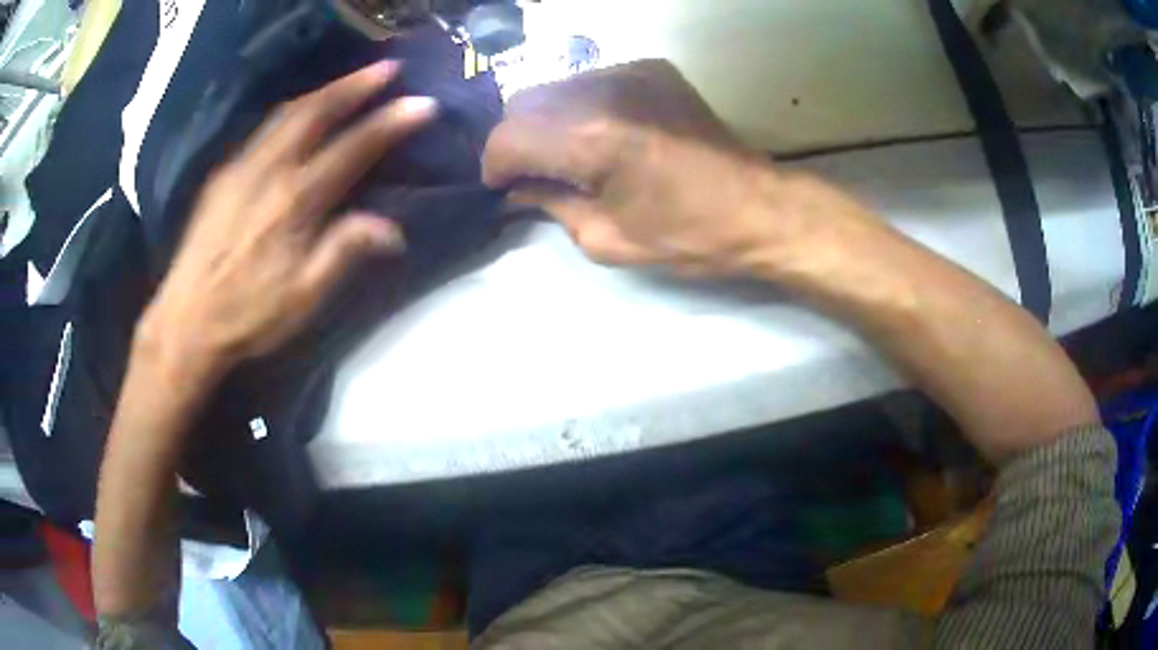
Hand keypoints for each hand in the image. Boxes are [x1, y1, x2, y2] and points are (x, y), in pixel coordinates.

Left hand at [138, 61, 436, 373]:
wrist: (186, 322)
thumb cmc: (248, 315)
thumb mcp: (304, 297)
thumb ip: (345, 252)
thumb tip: (393, 229)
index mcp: (294, 203)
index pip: (352, 149)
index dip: (391, 122)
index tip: (423, 103)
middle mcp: (269, 171)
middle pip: (317, 112)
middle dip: (356, 85)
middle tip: (388, 67)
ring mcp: (241, 167)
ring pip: (287, 113)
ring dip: (324, 91)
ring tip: (349, 81)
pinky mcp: (222, 175)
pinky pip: (263, 129)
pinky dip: (292, 111)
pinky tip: (299, 114)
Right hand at [484, 59, 842, 275]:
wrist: (758, 207)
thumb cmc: (687, 236)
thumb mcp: (606, 239)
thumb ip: (550, 205)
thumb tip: (518, 189)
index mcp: (592, 137)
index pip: (508, 137)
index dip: (495, 165)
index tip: (505, 186)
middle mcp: (604, 90)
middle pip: (523, 101)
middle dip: (517, 139)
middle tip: (533, 171)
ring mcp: (631, 71)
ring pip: (555, 86)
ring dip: (547, 119)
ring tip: (567, 152)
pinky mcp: (651, 68)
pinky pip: (590, 80)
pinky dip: (580, 105)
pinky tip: (601, 131)